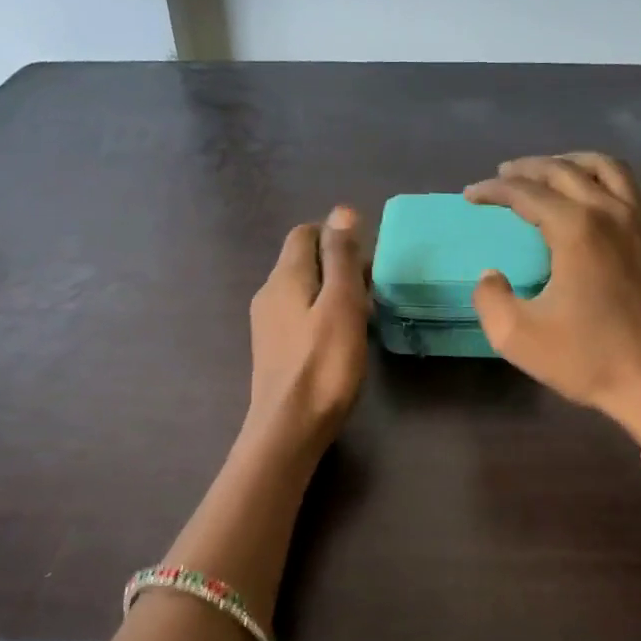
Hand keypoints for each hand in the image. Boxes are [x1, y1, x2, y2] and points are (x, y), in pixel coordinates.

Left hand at [246, 206, 369, 456]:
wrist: (289, 428)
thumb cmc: (324, 364)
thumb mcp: (342, 304)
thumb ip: (342, 257)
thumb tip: (342, 211)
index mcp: (284, 276)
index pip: (305, 234)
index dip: (336, 235)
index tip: (367, 257)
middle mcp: (269, 292)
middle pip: (303, 260)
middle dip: (338, 263)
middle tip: (372, 287)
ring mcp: (267, 322)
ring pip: (303, 289)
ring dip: (332, 290)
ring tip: (363, 312)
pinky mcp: (274, 348)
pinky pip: (299, 314)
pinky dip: (322, 313)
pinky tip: (341, 336)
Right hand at [465, 154, 640, 439]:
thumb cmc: (586, 359)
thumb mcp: (517, 336)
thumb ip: (489, 298)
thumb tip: (491, 276)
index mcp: (576, 229)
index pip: (526, 193)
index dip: (494, 190)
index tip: (471, 195)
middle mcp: (611, 212)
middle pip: (565, 170)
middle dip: (529, 168)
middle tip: (504, 174)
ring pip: (609, 169)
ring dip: (574, 163)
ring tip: (552, 170)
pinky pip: (638, 193)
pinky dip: (614, 185)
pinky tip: (603, 199)